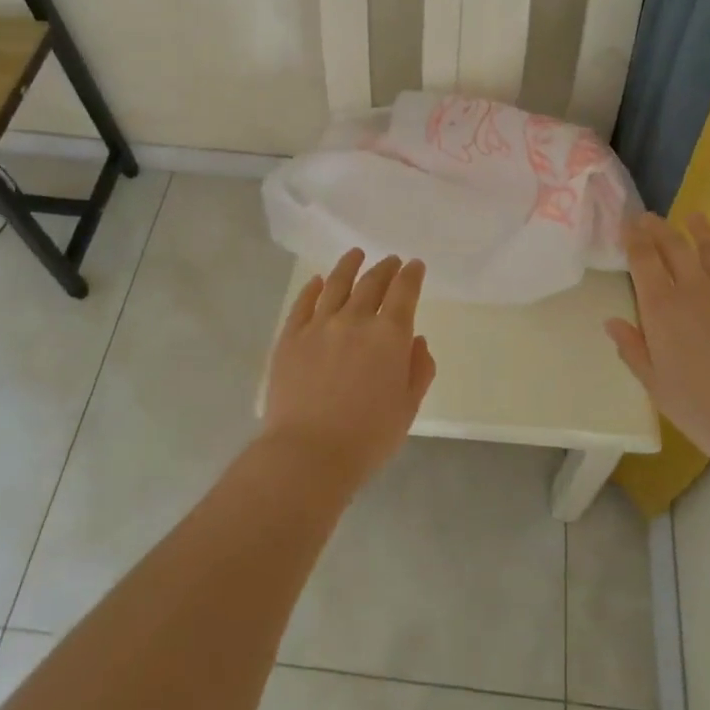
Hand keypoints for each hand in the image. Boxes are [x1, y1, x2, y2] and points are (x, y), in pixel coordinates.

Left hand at [263, 249, 435, 489]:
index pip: (404, 291)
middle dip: (385, 268)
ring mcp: (319, 325)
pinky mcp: (290, 337)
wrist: (308, 454)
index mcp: (389, 335)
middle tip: (391, 261)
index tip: (415, 265)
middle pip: (372, 282)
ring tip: (356, 254)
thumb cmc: (367, 438)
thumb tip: (417, 340)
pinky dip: (313, 288)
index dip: (412, 275)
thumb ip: (419, 370)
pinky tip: (318, 281)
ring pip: (336, 284)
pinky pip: (303, 304)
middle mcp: (355, 320)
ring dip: (349, 266)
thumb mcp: (408, 408)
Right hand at [605, 214, 709, 481]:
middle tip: (649, 217)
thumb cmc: (707, 410)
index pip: (643, 260)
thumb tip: (612, 321)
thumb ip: (634, 350)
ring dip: (699, 231)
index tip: (627, 224)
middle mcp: (694, 289)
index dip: (633, 239)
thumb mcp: (658, 388)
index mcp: (661, 308)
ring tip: (693, 218)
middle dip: (658, 229)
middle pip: (674, 247)